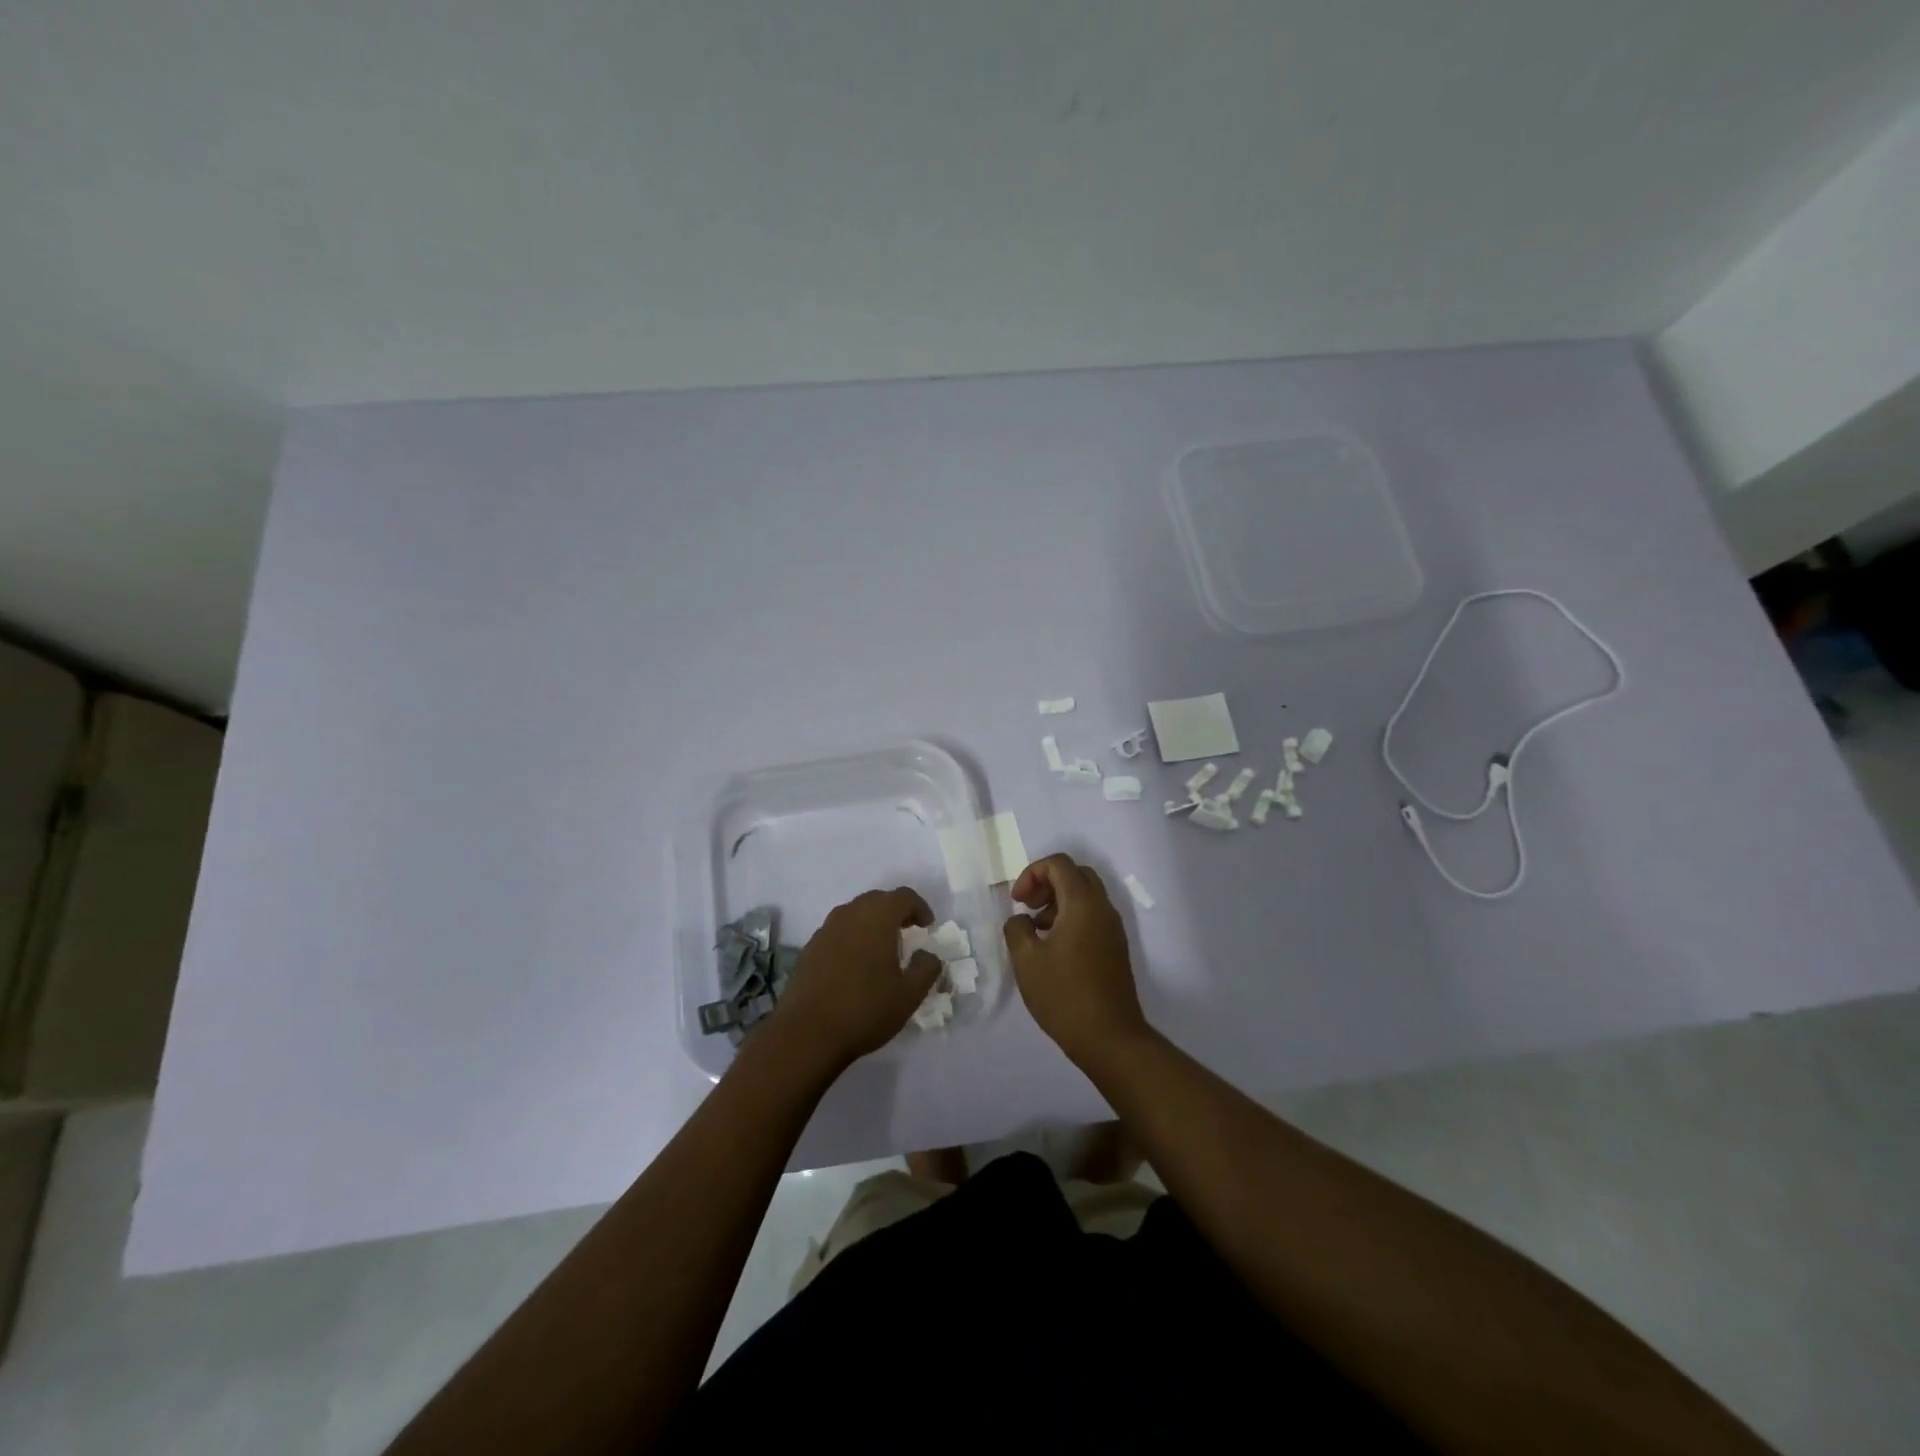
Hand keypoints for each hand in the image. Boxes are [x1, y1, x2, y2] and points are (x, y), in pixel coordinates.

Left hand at [771, 887, 943, 1068]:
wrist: (806, 1034)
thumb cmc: (865, 1009)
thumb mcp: (909, 995)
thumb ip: (926, 969)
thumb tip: (928, 955)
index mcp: (877, 917)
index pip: (903, 896)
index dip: (919, 907)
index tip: (927, 927)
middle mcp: (849, 914)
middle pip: (877, 900)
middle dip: (895, 912)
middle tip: (907, 933)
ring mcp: (825, 930)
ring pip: (854, 913)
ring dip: (871, 923)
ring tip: (882, 949)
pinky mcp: (809, 948)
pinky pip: (837, 931)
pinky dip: (852, 938)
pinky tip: (855, 965)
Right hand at [1003, 854, 1149, 1066]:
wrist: (1109, 1037)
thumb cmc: (1064, 995)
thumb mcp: (1026, 960)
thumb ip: (1016, 928)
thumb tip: (1022, 920)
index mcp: (1082, 903)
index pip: (1059, 864)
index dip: (1032, 873)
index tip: (1017, 901)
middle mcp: (1103, 908)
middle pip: (1076, 874)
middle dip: (1047, 882)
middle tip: (1027, 906)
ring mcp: (1113, 928)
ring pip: (1086, 895)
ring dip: (1059, 901)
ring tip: (1036, 930)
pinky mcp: (1116, 948)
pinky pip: (1093, 916)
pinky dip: (1072, 917)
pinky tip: (1054, 947)